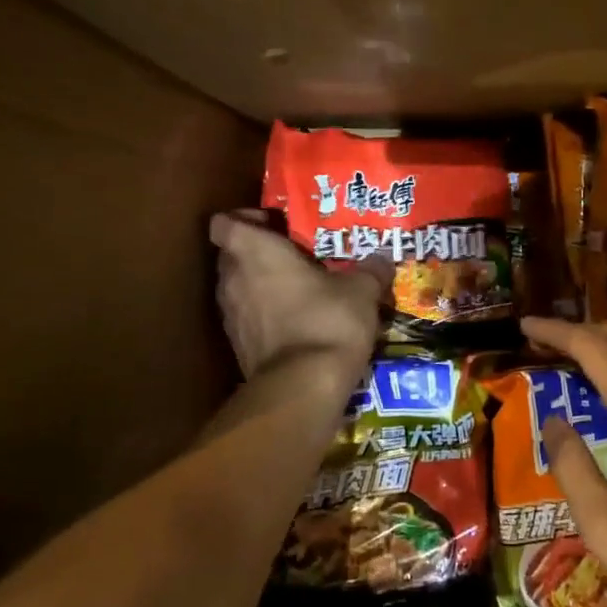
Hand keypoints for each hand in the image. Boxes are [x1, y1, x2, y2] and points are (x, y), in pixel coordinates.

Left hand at [210, 211, 390, 381]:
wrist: (303, 387)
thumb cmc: (327, 320)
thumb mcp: (361, 290)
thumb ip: (370, 270)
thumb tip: (383, 259)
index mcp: (255, 253)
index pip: (223, 223)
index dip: (242, 219)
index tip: (273, 225)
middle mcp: (233, 280)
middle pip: (230, 255)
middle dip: (256, 253)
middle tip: (293, 256)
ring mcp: (231, 316)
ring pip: (237, 288)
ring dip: (259, 286)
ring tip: (297, 290)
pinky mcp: (237, 347)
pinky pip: (246, 319)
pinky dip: (263, 316)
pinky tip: (295, 323)